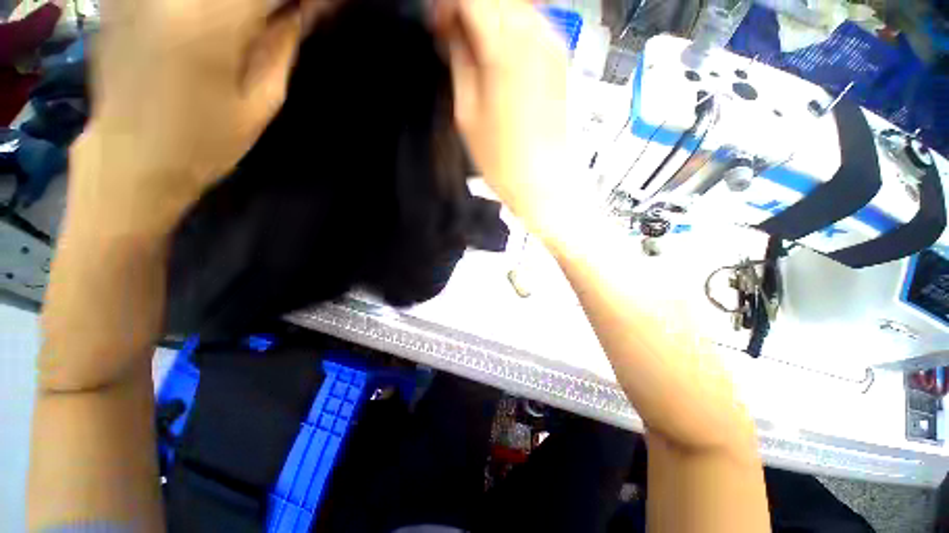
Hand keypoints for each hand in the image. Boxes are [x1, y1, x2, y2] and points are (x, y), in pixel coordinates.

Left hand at [72, 0, 335, 234]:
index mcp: (209, 23)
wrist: (130, 159)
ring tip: (255, 27)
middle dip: (268, 5)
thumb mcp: (261, 103)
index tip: (310, 11)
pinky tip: (219, 24)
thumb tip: (304, 10)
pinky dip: (209, 9)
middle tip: (285, 19)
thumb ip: (282, 47)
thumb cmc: (205, 143)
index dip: (296, 0)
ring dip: (243, 9)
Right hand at [433, 0, 574, 236]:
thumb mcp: (467, 112)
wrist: (542, 181)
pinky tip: (498, 55)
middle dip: (467, 9)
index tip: (437, 25)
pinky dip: (510, 29)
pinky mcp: (561, 61)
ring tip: (473, 48)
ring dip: (489, 17)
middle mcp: (536, 36)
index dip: (447, 7)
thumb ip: (459, 60)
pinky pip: (533, 25)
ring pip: (515, 6)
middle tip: (451, 35)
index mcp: (505, 47)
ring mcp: (554, 46)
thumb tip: (451, 31)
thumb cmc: (503, 159)